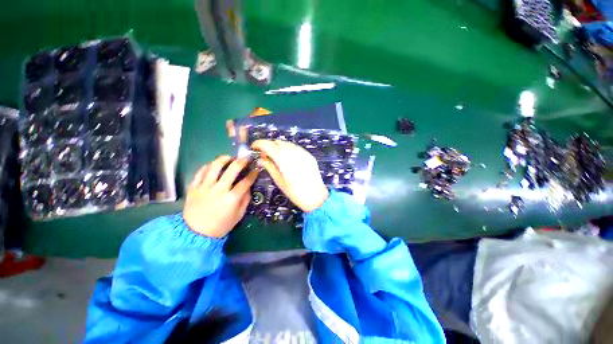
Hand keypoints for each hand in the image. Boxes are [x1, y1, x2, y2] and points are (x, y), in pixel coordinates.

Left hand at [183, 156, 258, 237]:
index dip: (253, 174)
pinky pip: (201, 171)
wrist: (195, 233)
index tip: (257, 169)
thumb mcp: (239, 215)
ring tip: (229, 158)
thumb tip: (248, 187)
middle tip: (246, 158)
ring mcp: (204, 187)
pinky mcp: (193, 187)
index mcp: (231, 198)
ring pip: (215, 166)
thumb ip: (245, 200)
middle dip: (242, 161)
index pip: (246, 181)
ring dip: (224, 159)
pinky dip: (208, 166)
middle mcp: (219, 189)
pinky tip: (213, 165)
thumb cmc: (221, 225)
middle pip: (232, 169)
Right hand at [252, 140, 328, 211]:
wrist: (316, 196)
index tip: (254, 147)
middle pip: (277, 142)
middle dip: (269, 145)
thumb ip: (270, 167)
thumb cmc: (295, 192)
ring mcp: (302, 152)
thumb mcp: (279, 181)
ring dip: (278, 147)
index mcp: (283, 159)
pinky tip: (287, 159)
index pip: (268, 145)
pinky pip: (295, 147)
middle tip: (265, 156)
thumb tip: (261, 159)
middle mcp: (293, 151)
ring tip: (276, 158)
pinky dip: (288, 149)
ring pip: (287, 143)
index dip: (259, 144)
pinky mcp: (309, 155)